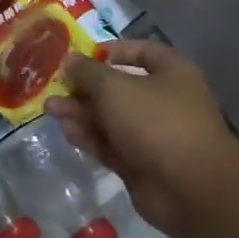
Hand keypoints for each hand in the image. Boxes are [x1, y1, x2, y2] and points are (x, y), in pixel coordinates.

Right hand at [45, 40, 238, 237]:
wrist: (188, 187)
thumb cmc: (156, 121)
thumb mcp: (115, 87)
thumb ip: (88, 73)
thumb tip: (70, 61)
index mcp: (172, 74)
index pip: (143, 52)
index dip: (113, 50)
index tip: (82, 54)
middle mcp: (165, 102)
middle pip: (120, 88)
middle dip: (86, 87)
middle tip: (54, 86)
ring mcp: (153, 136)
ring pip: (112, 119)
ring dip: (82, 113)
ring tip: (50, 109)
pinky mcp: (140, 165)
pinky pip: (110, 145)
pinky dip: (90, 137)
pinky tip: (66, 131)